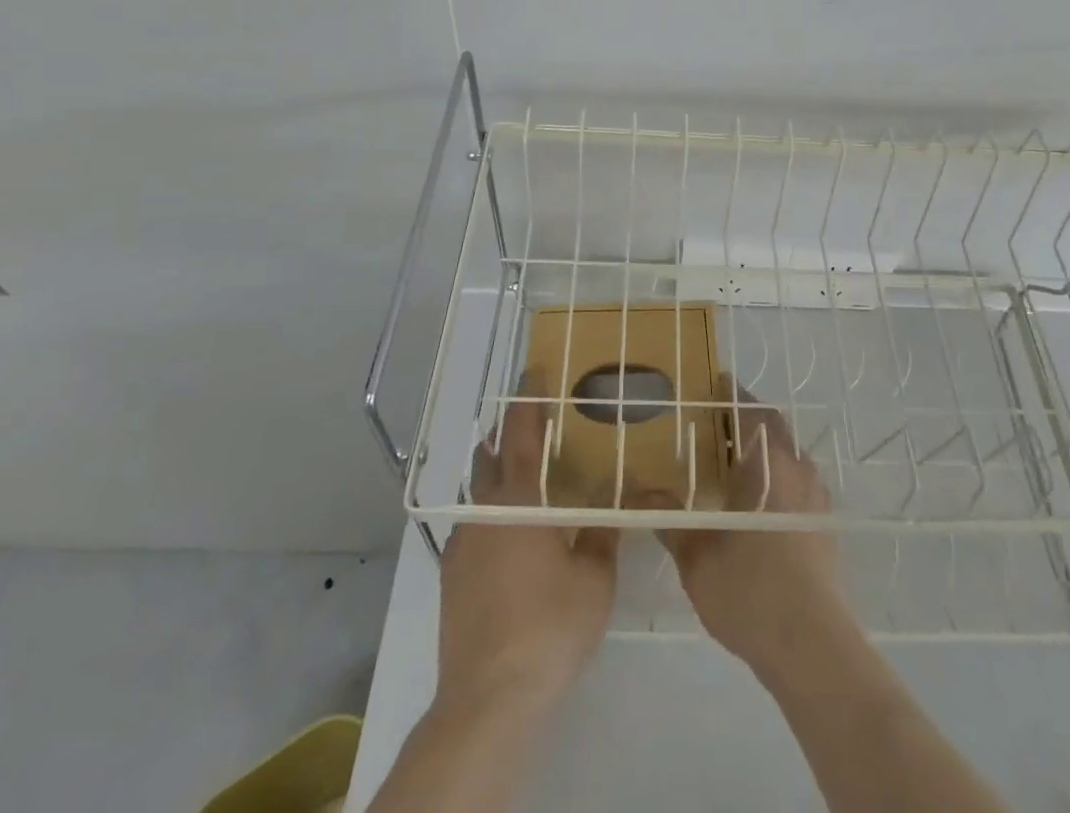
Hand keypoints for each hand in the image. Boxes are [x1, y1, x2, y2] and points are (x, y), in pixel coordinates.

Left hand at [437, 377, 618, 715]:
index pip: (523, 435)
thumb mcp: (594, 578)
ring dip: (498, 475)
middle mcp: (485, 512)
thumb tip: (618, 492)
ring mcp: (462, 545)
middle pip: (491, 456)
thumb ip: (604, 530)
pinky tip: (510, 537)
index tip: (533, 372)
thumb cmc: (549, 627)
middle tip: (532, 421)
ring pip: (480, 494)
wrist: (488, 698)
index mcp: (520, 502)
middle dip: (508, 433)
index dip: (528, 401)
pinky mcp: (451, 578)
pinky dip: (492, 515)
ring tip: (527, 480)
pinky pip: (474, 527)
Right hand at [643, 381, 853, 684]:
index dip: (733, 395)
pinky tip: (754, 503)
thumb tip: (638, 492)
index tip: (715, 382)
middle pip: (773, 430)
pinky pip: (797, 484)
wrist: (812, 647)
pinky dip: (776, 478)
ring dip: (763, 450)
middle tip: (713, 424)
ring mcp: (815, 500)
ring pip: (787, 457)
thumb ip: (669, 519)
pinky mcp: (823, 528)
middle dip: (746, 421)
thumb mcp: (697, 558)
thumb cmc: (751, 591)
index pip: (751, 412)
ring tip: (730, 462)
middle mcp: (797, 471)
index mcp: (769, 465)